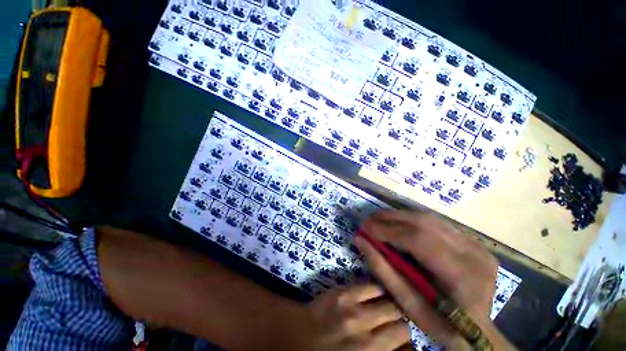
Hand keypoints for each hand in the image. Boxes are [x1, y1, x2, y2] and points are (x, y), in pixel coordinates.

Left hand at [287, 283, 411, 350]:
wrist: (297, 337)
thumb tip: (406, 344)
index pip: (406, 345)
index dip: (407, 338)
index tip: (404, 334)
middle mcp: (368, 339)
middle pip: (401, 324)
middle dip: (402, 320)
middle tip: (398, 317)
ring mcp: (355, 312)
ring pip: (390, 303)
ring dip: (392, 303)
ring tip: (390, 302)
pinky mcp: (344, 293)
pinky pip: (371, 286)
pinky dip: (378, 287)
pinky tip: (378, 290)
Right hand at [353, 211, 514, 350]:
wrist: (478, 331)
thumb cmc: (440, 324)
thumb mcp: (408, 304)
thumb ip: (382, 269)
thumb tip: (360, 239)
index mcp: (461, 276)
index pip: (418, 240)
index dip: (387, 230)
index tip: (364, 227)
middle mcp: (472, 253)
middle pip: (424, 223)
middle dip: (390, 218)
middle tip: (369, 220)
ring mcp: (475, 244)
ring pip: (429, 218)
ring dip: (399, 216)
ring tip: (380, 220)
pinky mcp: (472, 240)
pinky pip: (436, 223)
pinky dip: (412, 220)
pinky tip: (399, 224)